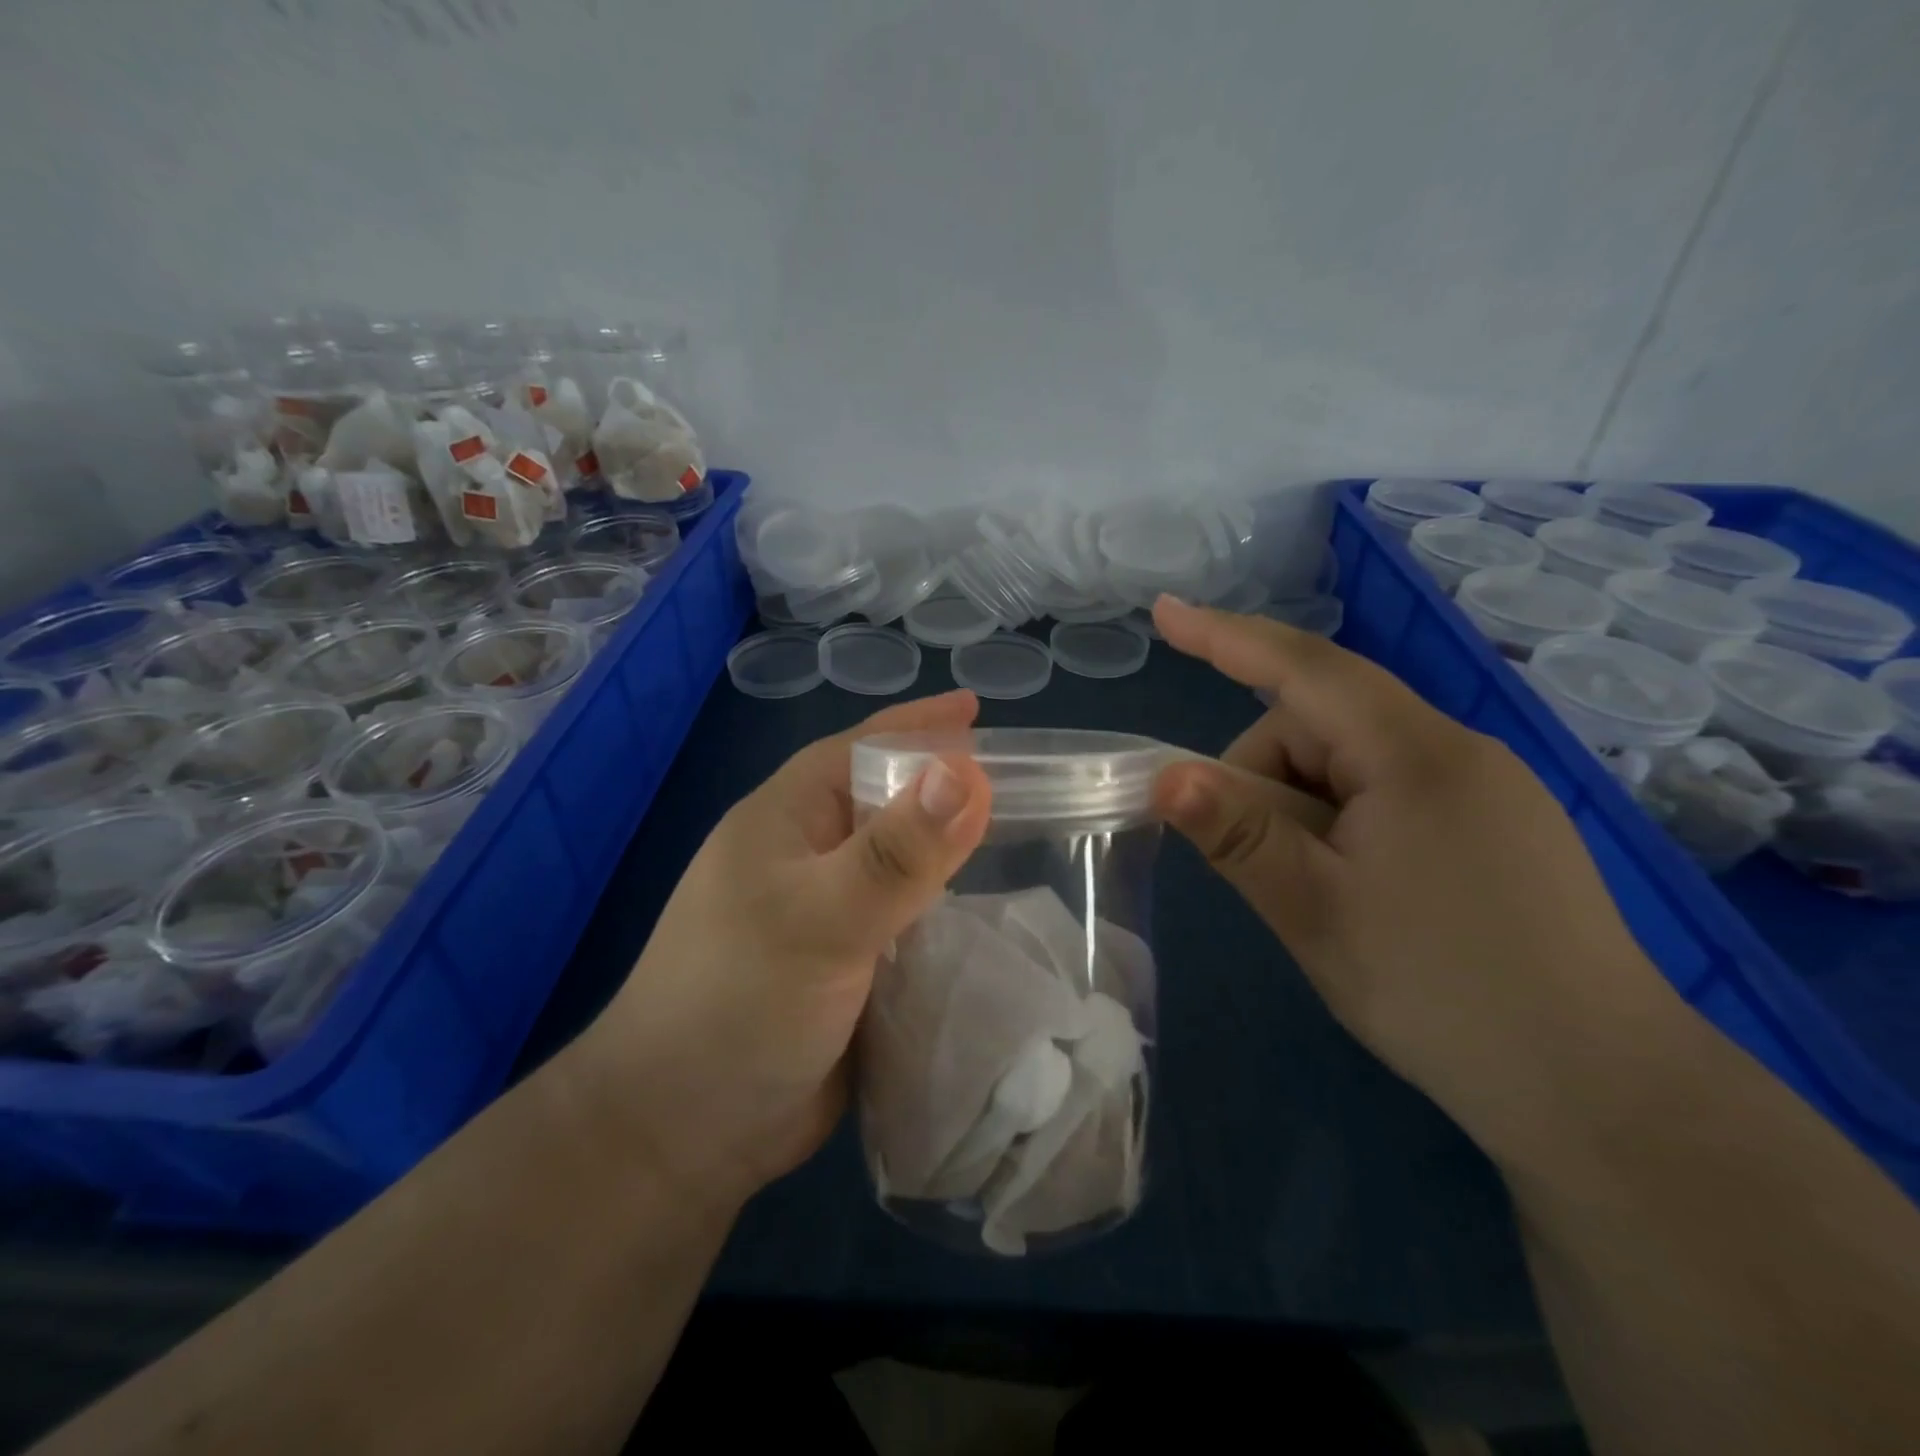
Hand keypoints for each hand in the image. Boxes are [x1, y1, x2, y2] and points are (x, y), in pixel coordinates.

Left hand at [575, 690, 992, 1211]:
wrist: (684, 1133)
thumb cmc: (738, 1003)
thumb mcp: (822, 918)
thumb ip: (897, 852)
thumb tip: (969, 771)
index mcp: (788, 819)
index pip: (862, 748)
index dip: (919, 726)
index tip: (979, 711)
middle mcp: (808, 856)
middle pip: (890, 803)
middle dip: (948, 787)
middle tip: (1024, 781)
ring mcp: (828, 913)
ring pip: (904, 865)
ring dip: (952, 852)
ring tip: (1024, 839)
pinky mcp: (848, 966)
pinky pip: (909, 920)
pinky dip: (948, 911)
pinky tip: (993, 913)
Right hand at [1149, 596, 1678, 1165]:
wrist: (1608, 1097)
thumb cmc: (1444, 994)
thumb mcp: (1315, 912)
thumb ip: (1238, 834)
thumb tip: (1165, 775)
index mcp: (1416, 756)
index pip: (1305, 668)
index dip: (1226, 637)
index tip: (1164, 613)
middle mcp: (1458, 752)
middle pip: (1323, 727)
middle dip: (1266, 780)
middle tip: (1258, 868)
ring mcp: (1488, 790)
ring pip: (1353, 765)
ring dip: (1306, 812)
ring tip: (1317, 896)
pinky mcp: (1499, 828)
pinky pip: (1391, 794)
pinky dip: (1345, 823)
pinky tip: (1358, 891)